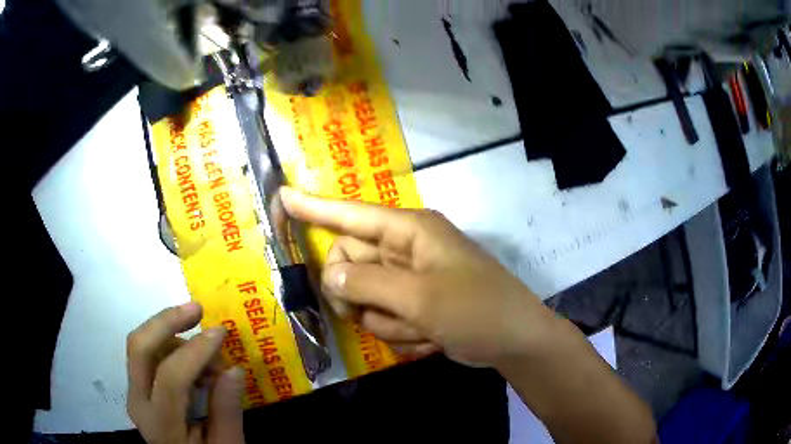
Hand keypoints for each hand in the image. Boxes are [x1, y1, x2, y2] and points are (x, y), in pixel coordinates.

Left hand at [127, 302, 245, 443]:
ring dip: (172, 335)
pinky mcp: (138, 388)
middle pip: (139, 347)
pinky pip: (148, 354)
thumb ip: (227, 411)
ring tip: (207, 352)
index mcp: (160, 423)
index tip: (222, 333)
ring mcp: (134, 392)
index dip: (196, 350)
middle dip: (167, 321)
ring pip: (141, 345)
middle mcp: (138, 401)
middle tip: (197, 309)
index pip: (170, 377)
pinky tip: (195, 361)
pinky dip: (170, 346)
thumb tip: (235, 369)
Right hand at [280, 187, 556, 367]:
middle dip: (357, 295)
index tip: (282, 196)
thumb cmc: (477, 310)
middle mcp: (406, 250)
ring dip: (389, 323)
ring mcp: (410, 281)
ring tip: (423, 328)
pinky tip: (431, 338)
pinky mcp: (415, 306)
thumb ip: (369, 284)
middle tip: (371, 312)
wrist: (514, 341)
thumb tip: (331, 276)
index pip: (351, 214)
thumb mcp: (421, 299)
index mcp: (410, 231)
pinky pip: (386, 320)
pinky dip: (404, 335)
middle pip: (351, 265)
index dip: (315, 207)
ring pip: (366, 301)